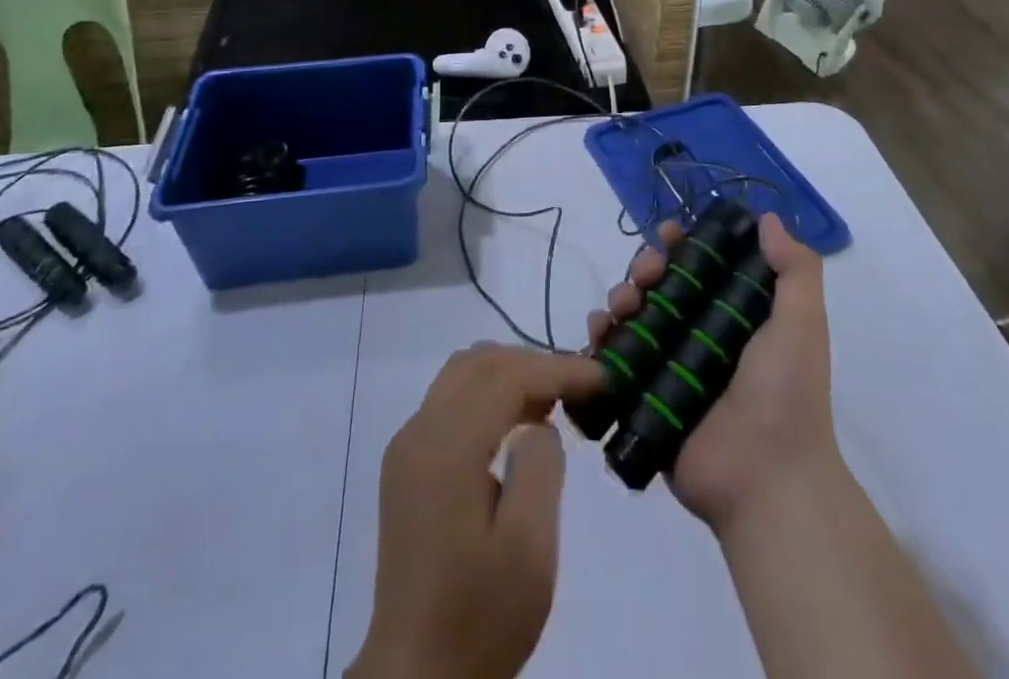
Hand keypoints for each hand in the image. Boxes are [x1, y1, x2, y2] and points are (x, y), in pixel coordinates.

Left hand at [349, 344, 602, 678]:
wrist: (415, 678)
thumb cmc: (479, 617)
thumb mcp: (530, 549)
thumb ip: (541, 468)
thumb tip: (538, 423)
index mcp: (446, 449)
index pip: (506, 376)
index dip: (558, 368)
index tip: (602, 376)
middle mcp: (419, 432)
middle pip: (479, 362)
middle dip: (533, 363)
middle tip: (580, 386)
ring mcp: (406, 446)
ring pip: (461, 375)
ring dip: (508, 375)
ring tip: (553, 401)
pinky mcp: (405, 465)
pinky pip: (449, 402)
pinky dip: (487, 396)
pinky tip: (516, 426)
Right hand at [586, 214, 841, 535]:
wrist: (766, 480)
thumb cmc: (786, 394)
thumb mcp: (802, 324)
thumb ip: (795, 270)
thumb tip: (767, 217)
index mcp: (733, 318)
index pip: (700, 267)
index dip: (682, 245)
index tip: (669, 234)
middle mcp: (698, 336)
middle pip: (660, 286)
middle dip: (645, 268)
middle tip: (645, 274)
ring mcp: (668, 367)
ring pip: (632, 316)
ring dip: (620, 296)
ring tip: (622, 305)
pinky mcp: (642, 396)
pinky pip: (613, 358)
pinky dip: (601, 338)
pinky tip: (600, 330)